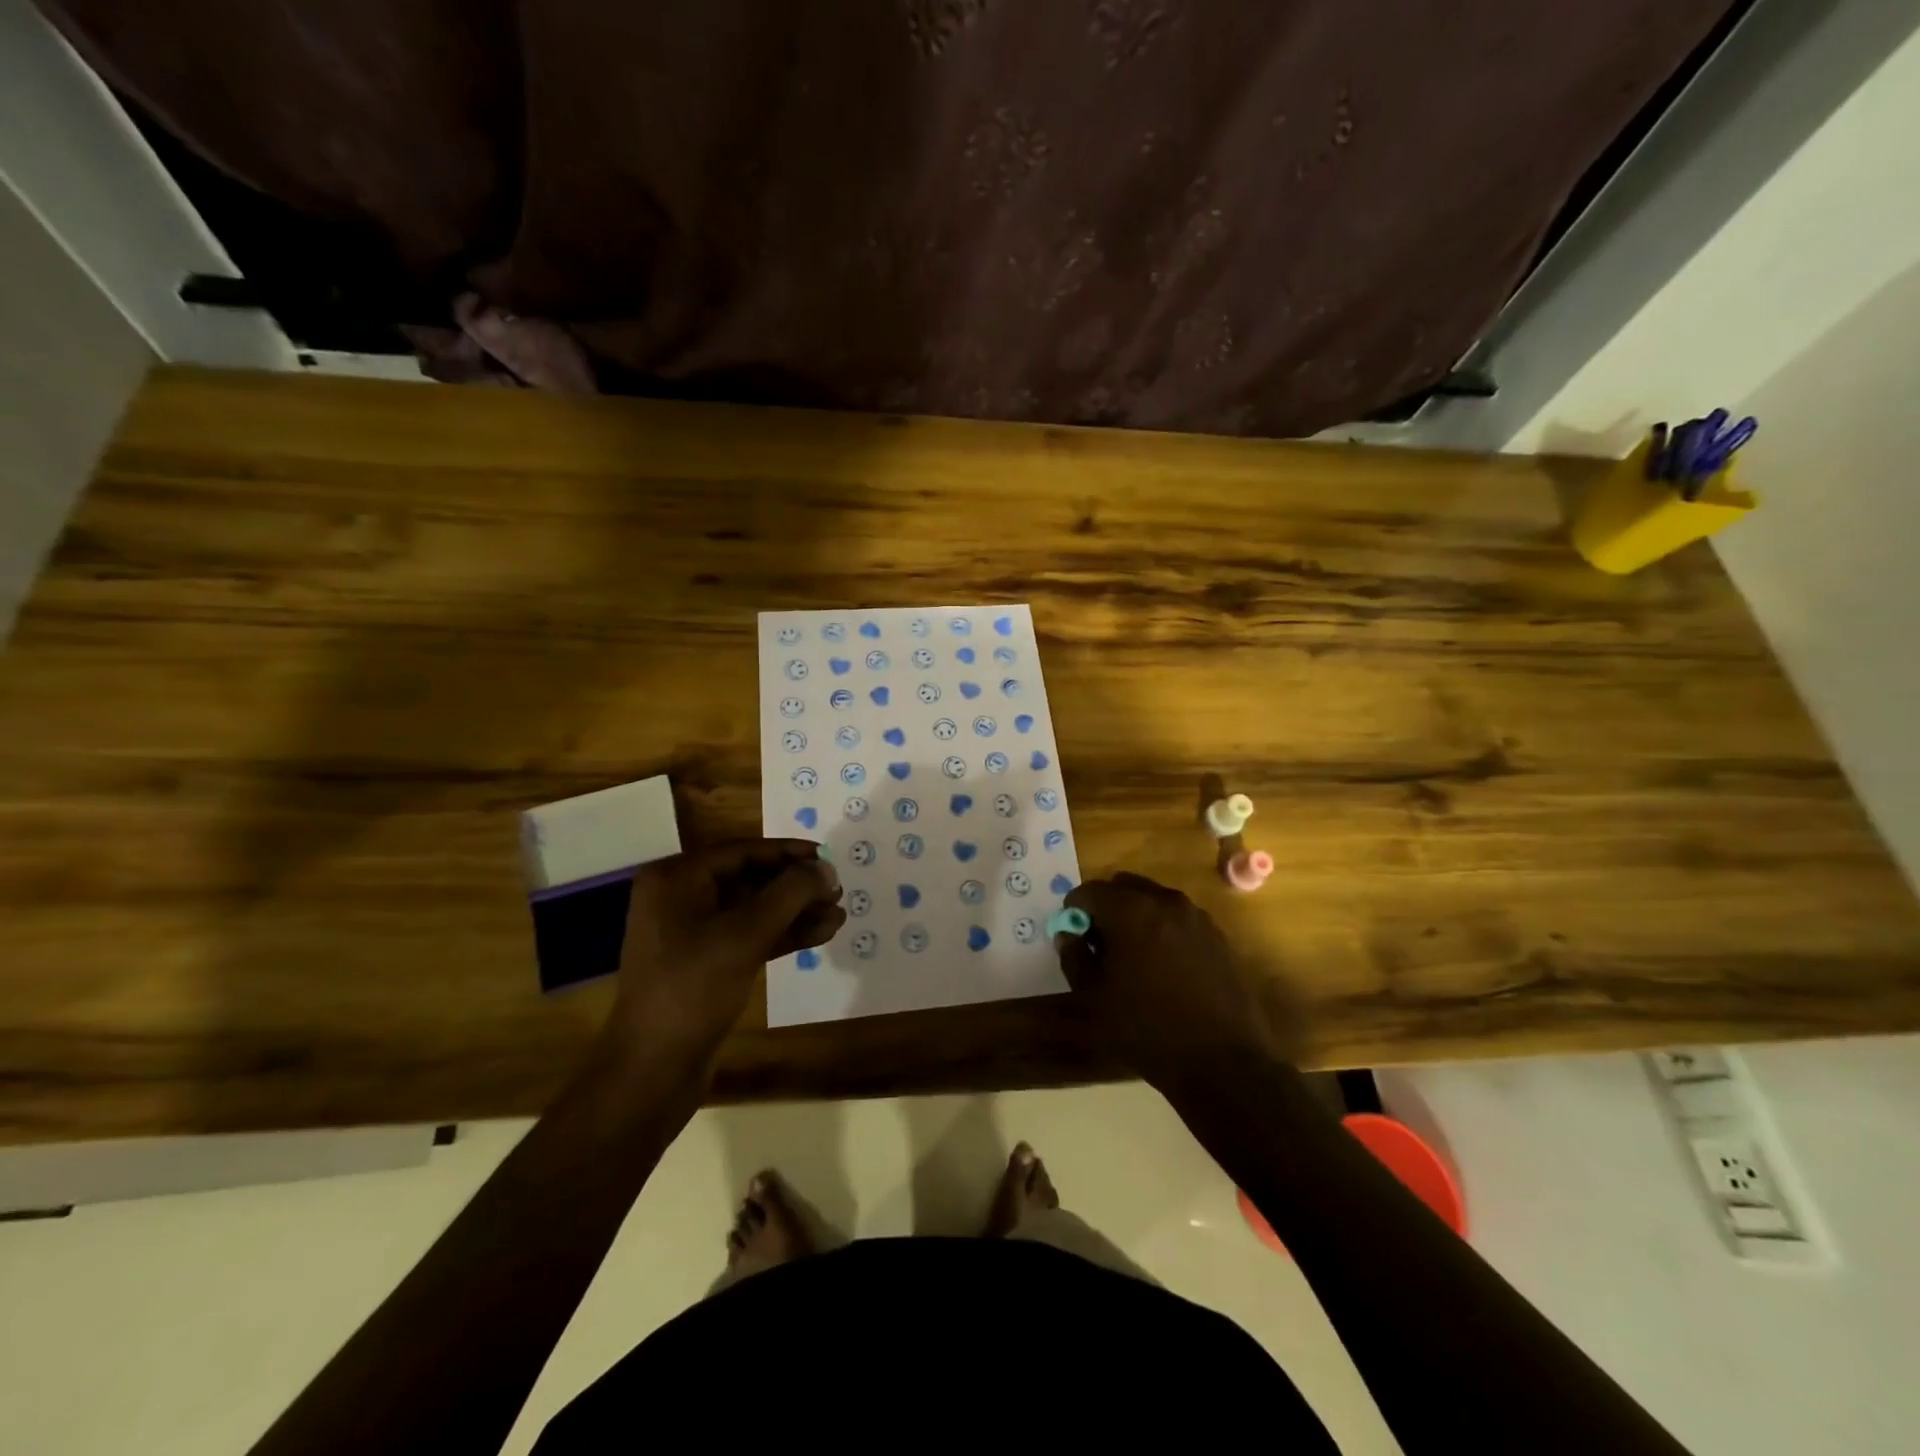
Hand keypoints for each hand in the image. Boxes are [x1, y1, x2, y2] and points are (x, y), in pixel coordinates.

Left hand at [603, 840, 843, 1075]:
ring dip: (796, 912)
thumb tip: (826, 869)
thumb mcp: (745, 934)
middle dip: (796, 886)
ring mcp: (691, 933)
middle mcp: (680, 898)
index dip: (789, 852)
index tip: (828, 856)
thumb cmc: (693, 989)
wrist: (653, 1070)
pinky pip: (749, 937)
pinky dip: (783, 935)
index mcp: (676, 879)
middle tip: (837, 891)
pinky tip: (820, 935)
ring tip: (838, 916)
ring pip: (753, 911)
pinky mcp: (705, 964)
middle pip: (750, 880)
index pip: (742, 851)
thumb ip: (790, 894)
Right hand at [1057, 873, 1283, 1089]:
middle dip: (1106, 907)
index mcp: (1131, 911)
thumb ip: (1075, 958)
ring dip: (1135, 916)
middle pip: (1123, 886)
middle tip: (1100, 945)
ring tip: (1133, 959)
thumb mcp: (1095, 999)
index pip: (1089, 891)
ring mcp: (1196, 916)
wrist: (1223, 1063)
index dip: (1075, 911)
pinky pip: (1177, 919)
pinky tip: (1163, 968)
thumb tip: (1068, 934)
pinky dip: (1162, 930)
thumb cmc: (1148, 1030)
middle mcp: (1165, 901)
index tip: (1074, 938)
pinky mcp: (1217, 935)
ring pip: (1153, 900)